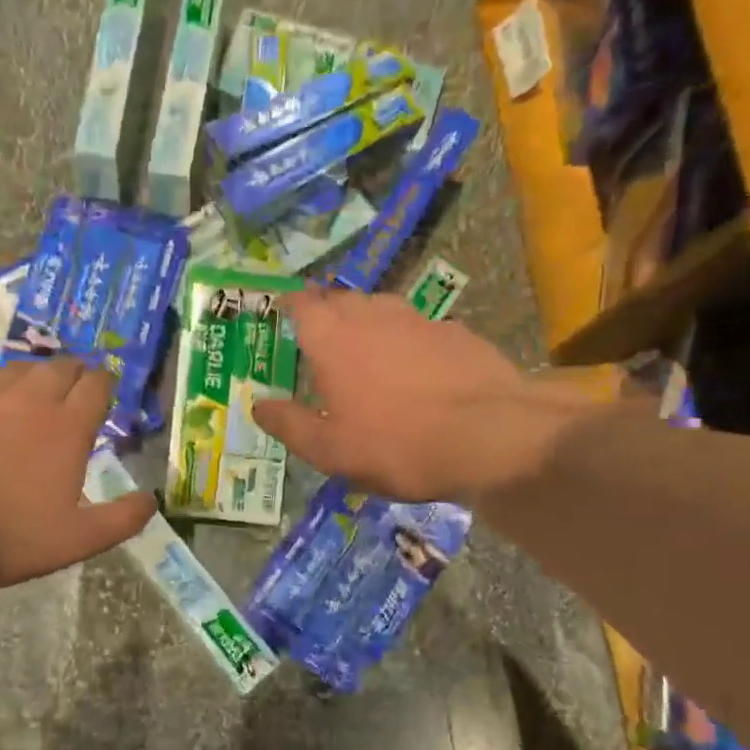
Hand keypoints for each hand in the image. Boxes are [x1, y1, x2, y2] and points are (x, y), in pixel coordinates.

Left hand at [0, 361, 155, 586]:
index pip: (96, 386)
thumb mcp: (77, 540)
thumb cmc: (9, 533)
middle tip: (72, 386)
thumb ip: (121, 520)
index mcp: (66, 427)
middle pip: (58, 368)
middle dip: (72, 372)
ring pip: (12, 370)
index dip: (104, 384)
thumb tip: (151, 500)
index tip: (105, 390)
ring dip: (27, 377)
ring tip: (27, 390)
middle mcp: (28, 401)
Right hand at [251, 288, 607, 502]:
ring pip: (381, 308)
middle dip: (326, 312)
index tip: (281, 311)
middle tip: (319, 337)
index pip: (301, 304)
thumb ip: (289, 424)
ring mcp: (418, 318)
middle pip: (341, 299)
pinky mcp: (456, 332)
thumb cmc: (397, 444)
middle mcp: (372, 315)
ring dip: (366, 322)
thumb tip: (258, 404)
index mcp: (332, 338)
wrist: (491, 436)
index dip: (288, 305)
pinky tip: (415, 368)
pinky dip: (406, 340)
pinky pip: (418, 328)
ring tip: (365, 350)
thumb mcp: (330, 450)